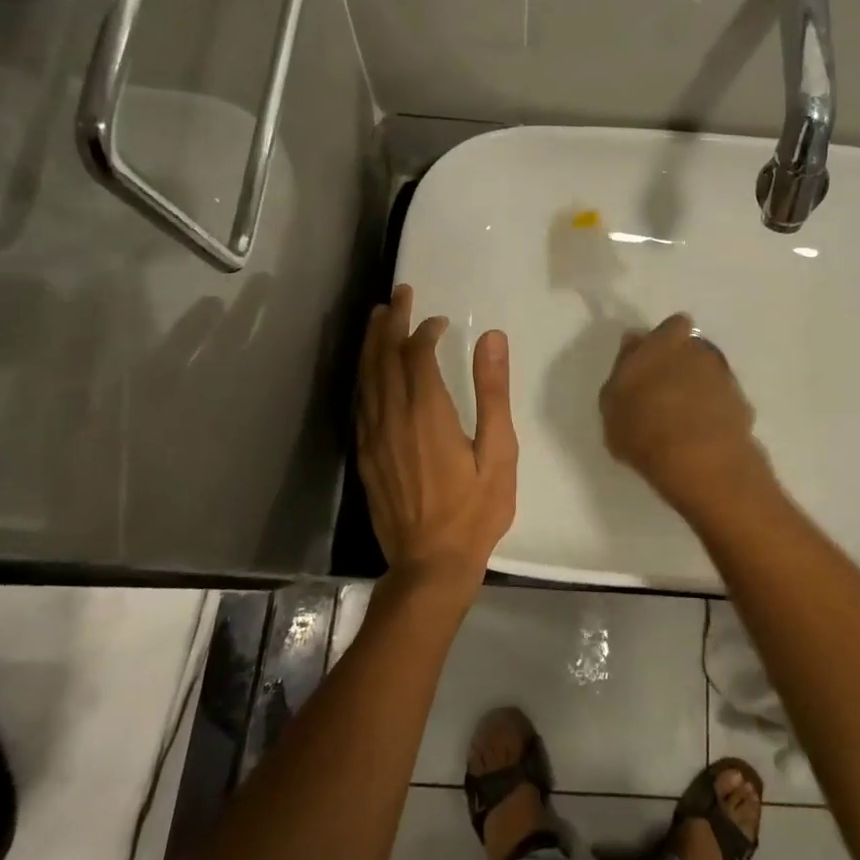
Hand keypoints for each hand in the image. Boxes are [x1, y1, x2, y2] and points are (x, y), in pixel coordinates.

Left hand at [356, 285, 517, 588]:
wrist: (430, 565)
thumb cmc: (474, 511)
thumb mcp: (499, 452)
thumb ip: (493, 392)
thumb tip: (492, 339)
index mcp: (428, 413)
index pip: (417, 355)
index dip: (425, 330)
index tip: (439, 320)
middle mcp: (393, 417)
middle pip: (385, 357)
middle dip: (391, 322)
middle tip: (398, 294)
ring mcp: (373, 437)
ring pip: (366, 377)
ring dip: (371, 343)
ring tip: (376, 316)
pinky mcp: (364, 455)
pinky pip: (360, 403)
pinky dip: (363, 376)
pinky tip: (367, 369)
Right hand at [599, 314, 772, 517]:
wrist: (701, 462)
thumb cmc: (643, 428)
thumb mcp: (611, 402)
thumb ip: (623, 368)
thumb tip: (634, 344)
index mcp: (664, 343)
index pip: (672, 325)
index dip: (664, 340)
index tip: (652, 361)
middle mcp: (699, 352)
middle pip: (692, 349)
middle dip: (682, 363)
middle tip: (664, 391)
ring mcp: (725, 378)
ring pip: (710, 375)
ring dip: (700, 388)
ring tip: (683, 419)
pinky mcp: (743, 406)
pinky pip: (724, 402)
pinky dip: (715, 413)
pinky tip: (702, 436)